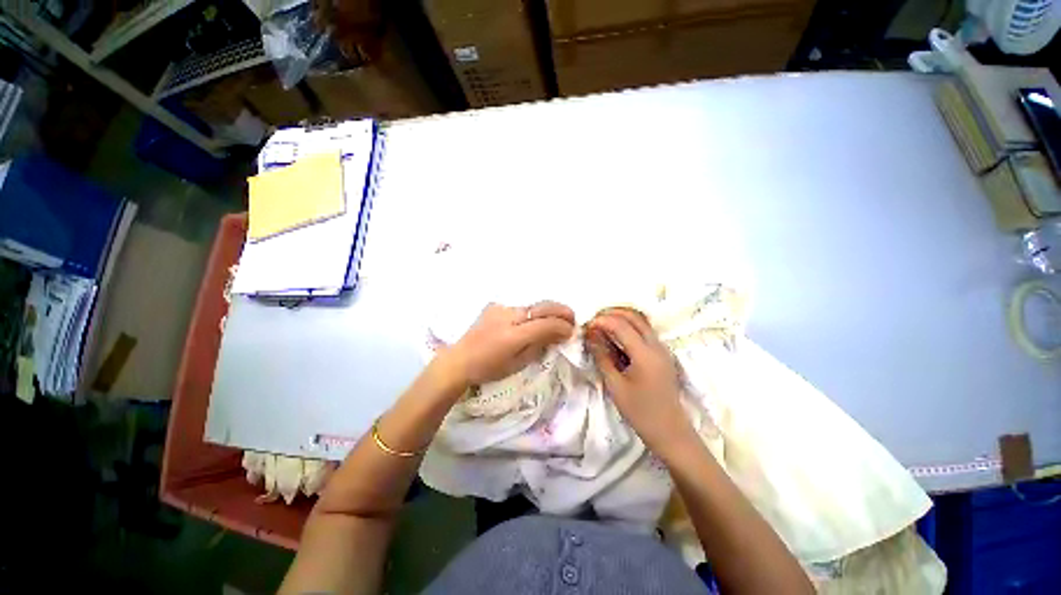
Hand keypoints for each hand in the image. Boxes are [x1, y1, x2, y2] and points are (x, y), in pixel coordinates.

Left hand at [439, 301, 575, 386]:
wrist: (460, 360)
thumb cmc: (490, 369)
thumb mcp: (518, 363)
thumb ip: (540, 345)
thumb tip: (559, 334)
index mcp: (513, 335)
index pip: (546, 324)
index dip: (562, 326)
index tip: (572, 331)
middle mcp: (508, 316)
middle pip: (542, 307)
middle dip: (561, 311)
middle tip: (572, 318)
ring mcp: (501, 308)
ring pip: (532, 305)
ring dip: (548, 310)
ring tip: (557, 318)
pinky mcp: (495, 306)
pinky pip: (520, 307)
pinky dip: (532, 312)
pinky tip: (533, 320)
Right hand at [587, 308, 694, 452]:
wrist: (670, 431)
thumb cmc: (640, 411)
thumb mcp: (615, 385)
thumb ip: (602, 356)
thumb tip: (590, 335)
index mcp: (645, 354)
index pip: (621, 325)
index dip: (602, 321)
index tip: (586, 325)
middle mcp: (656, 345)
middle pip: (635, 316)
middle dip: (612, 313)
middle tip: (594, 320)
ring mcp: (662, 348)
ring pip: (641, 321)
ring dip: (621, 317)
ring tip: (602, 324)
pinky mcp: (662, 353)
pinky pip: (645, 331)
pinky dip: (629, 326)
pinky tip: (616, 335)